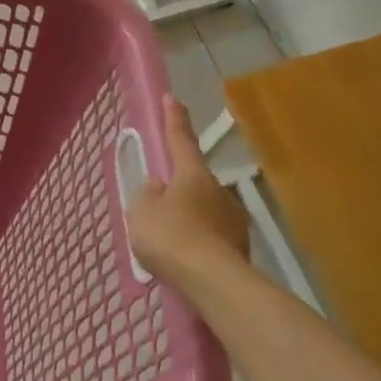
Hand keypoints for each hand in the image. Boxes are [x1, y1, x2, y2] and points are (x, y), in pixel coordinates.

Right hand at [127, 96, 250, 288]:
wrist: (214, 282)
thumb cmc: (171, 237)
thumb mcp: (141, 212)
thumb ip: (146, 194)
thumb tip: (158, 187)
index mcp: (192, 174)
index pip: (181, 139)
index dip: (174, 119)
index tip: (173, 98)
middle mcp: (218, 190)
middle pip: (193, 180)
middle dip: (178, 186)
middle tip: (159, 202)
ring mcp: (233, 218)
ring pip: (204, 208)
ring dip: (189, 216)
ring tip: (170, 238)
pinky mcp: (239, 245)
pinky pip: (211, 235)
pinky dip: (198, 240)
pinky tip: (186, 257)